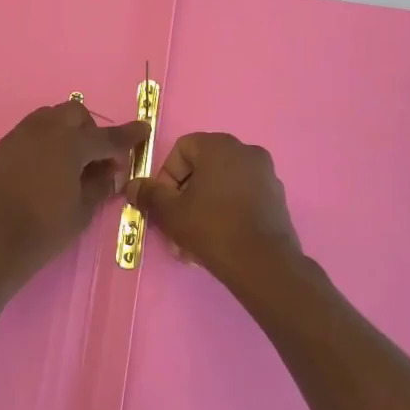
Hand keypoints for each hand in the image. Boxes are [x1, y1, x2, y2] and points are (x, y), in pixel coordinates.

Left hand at [0, 102, 150, 299]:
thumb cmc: (42, 231)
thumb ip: (99, 185)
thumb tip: (110, 171)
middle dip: (90, 130)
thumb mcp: (80, 212)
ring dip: (65, 131)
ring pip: (49, 118)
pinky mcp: (1, 148)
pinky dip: (45, 142)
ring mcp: (18, 136)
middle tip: (97, 158)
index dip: (128, 136)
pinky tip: (45, 170)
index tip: (143, 129)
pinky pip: (30, 133)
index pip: (106, 137)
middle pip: (74, 114)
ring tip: (70, 163)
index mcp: (69, 143)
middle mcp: (43, 130)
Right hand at [125, 133, 305, 293]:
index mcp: (219, 145)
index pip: (182, 148)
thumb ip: (149, 194)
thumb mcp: (171, 212)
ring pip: (222, 186)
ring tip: (193, 241)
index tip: (163, 203)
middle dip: (184, 196)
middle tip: (175, 225)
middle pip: (203, 168)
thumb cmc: (212, 227)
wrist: (264, 264)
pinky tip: (217, 241)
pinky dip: (226, 212)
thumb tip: (132, 186)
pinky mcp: (277, 198)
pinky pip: (242, 198)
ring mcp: (265, 174)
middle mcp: (246, 151)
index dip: (167, 175)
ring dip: (203, 207)